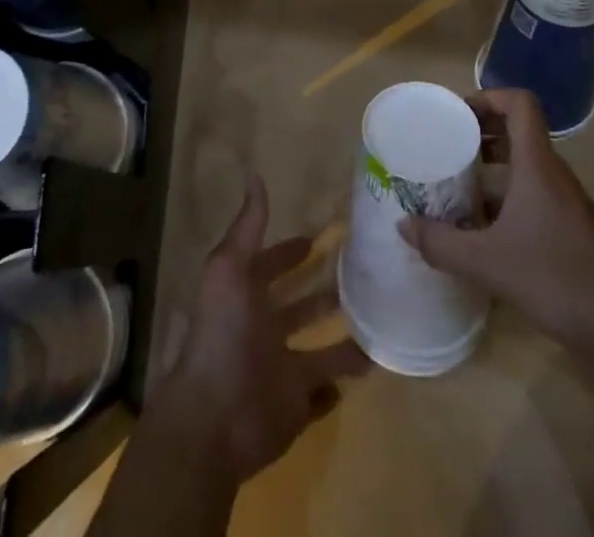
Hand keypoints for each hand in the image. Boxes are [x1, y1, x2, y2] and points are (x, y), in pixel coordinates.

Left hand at [147, 175, 369, 486]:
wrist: (214, 418)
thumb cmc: (222, 335)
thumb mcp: (230, 269)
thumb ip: (248, 227)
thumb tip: (255, 175)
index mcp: (247, 298)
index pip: (273, 267)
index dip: (291, 252)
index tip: (320, 237)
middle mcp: (265, 331)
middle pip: (300, 308)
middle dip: (325, 293)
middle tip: (363, 275)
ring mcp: (281, 370)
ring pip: (318, 351)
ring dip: (343, 340)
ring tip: (379, 320)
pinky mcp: (295, 408)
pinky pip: (322, 396)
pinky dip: (339, 385)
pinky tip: (368, 367)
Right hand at [399, 88, 593, 352]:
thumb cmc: (556, 278)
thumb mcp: (487, 262)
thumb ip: (442, 243)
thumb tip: (403, 226)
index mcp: (537, 164)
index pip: (519, 103)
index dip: (488, 97)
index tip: (457, 115)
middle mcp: (553, 173)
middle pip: (519, 130)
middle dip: (482, 131)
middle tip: (448, 145)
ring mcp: (565, 202)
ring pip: (526, 163)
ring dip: (493, 164)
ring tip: (458, 182)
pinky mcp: (571, 228)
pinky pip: (534, 193)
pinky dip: (507, 195)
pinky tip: (484, 227)